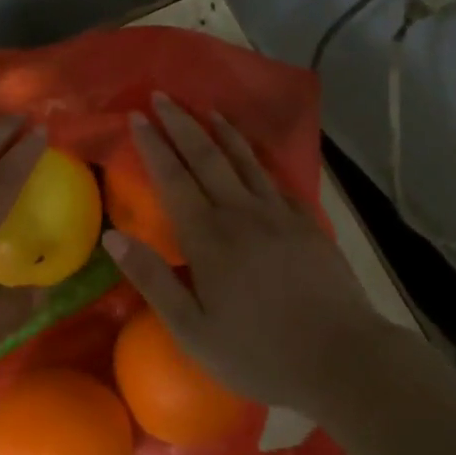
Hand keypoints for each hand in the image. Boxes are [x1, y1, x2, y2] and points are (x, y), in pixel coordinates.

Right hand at [101, 94, 381, 416]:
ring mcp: (278, 215)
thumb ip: (152, 280)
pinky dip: (258, 158)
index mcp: (208, 237)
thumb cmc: (259, 352)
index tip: (138, 116)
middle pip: (206, 157)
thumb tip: (112, 238)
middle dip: (182, 123)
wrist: (343, 359)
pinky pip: (275, 179)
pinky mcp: (306, 224)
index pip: (173, 178)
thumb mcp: (192, 329)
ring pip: (244, 160)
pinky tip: (254, 153)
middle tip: (163, 95)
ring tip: (207, 108)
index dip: (154, 145)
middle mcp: (240, 213)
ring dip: (222, 131)